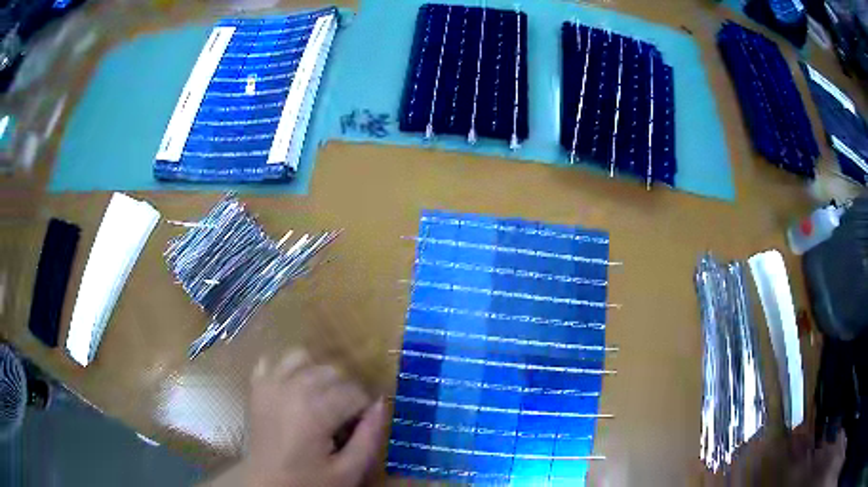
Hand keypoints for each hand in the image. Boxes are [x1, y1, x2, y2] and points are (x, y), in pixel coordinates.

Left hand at [244, 350, 385, 486]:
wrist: (266, 486)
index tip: (360, 428)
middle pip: (332, 371)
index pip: (355, 392)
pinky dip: (286, 369)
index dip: (364, 410)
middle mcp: (290, 387)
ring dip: (317, 374)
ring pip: (303, 357)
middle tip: (343, 419)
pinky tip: (293, 390)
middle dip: (345, 392)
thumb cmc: (309, 482)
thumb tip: (382, 403)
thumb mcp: (349, 470)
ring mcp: (268, 383)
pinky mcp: (255, 386)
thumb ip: (370, 437)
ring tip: (321, 400)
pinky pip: (273, 361)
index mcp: (315, 409)